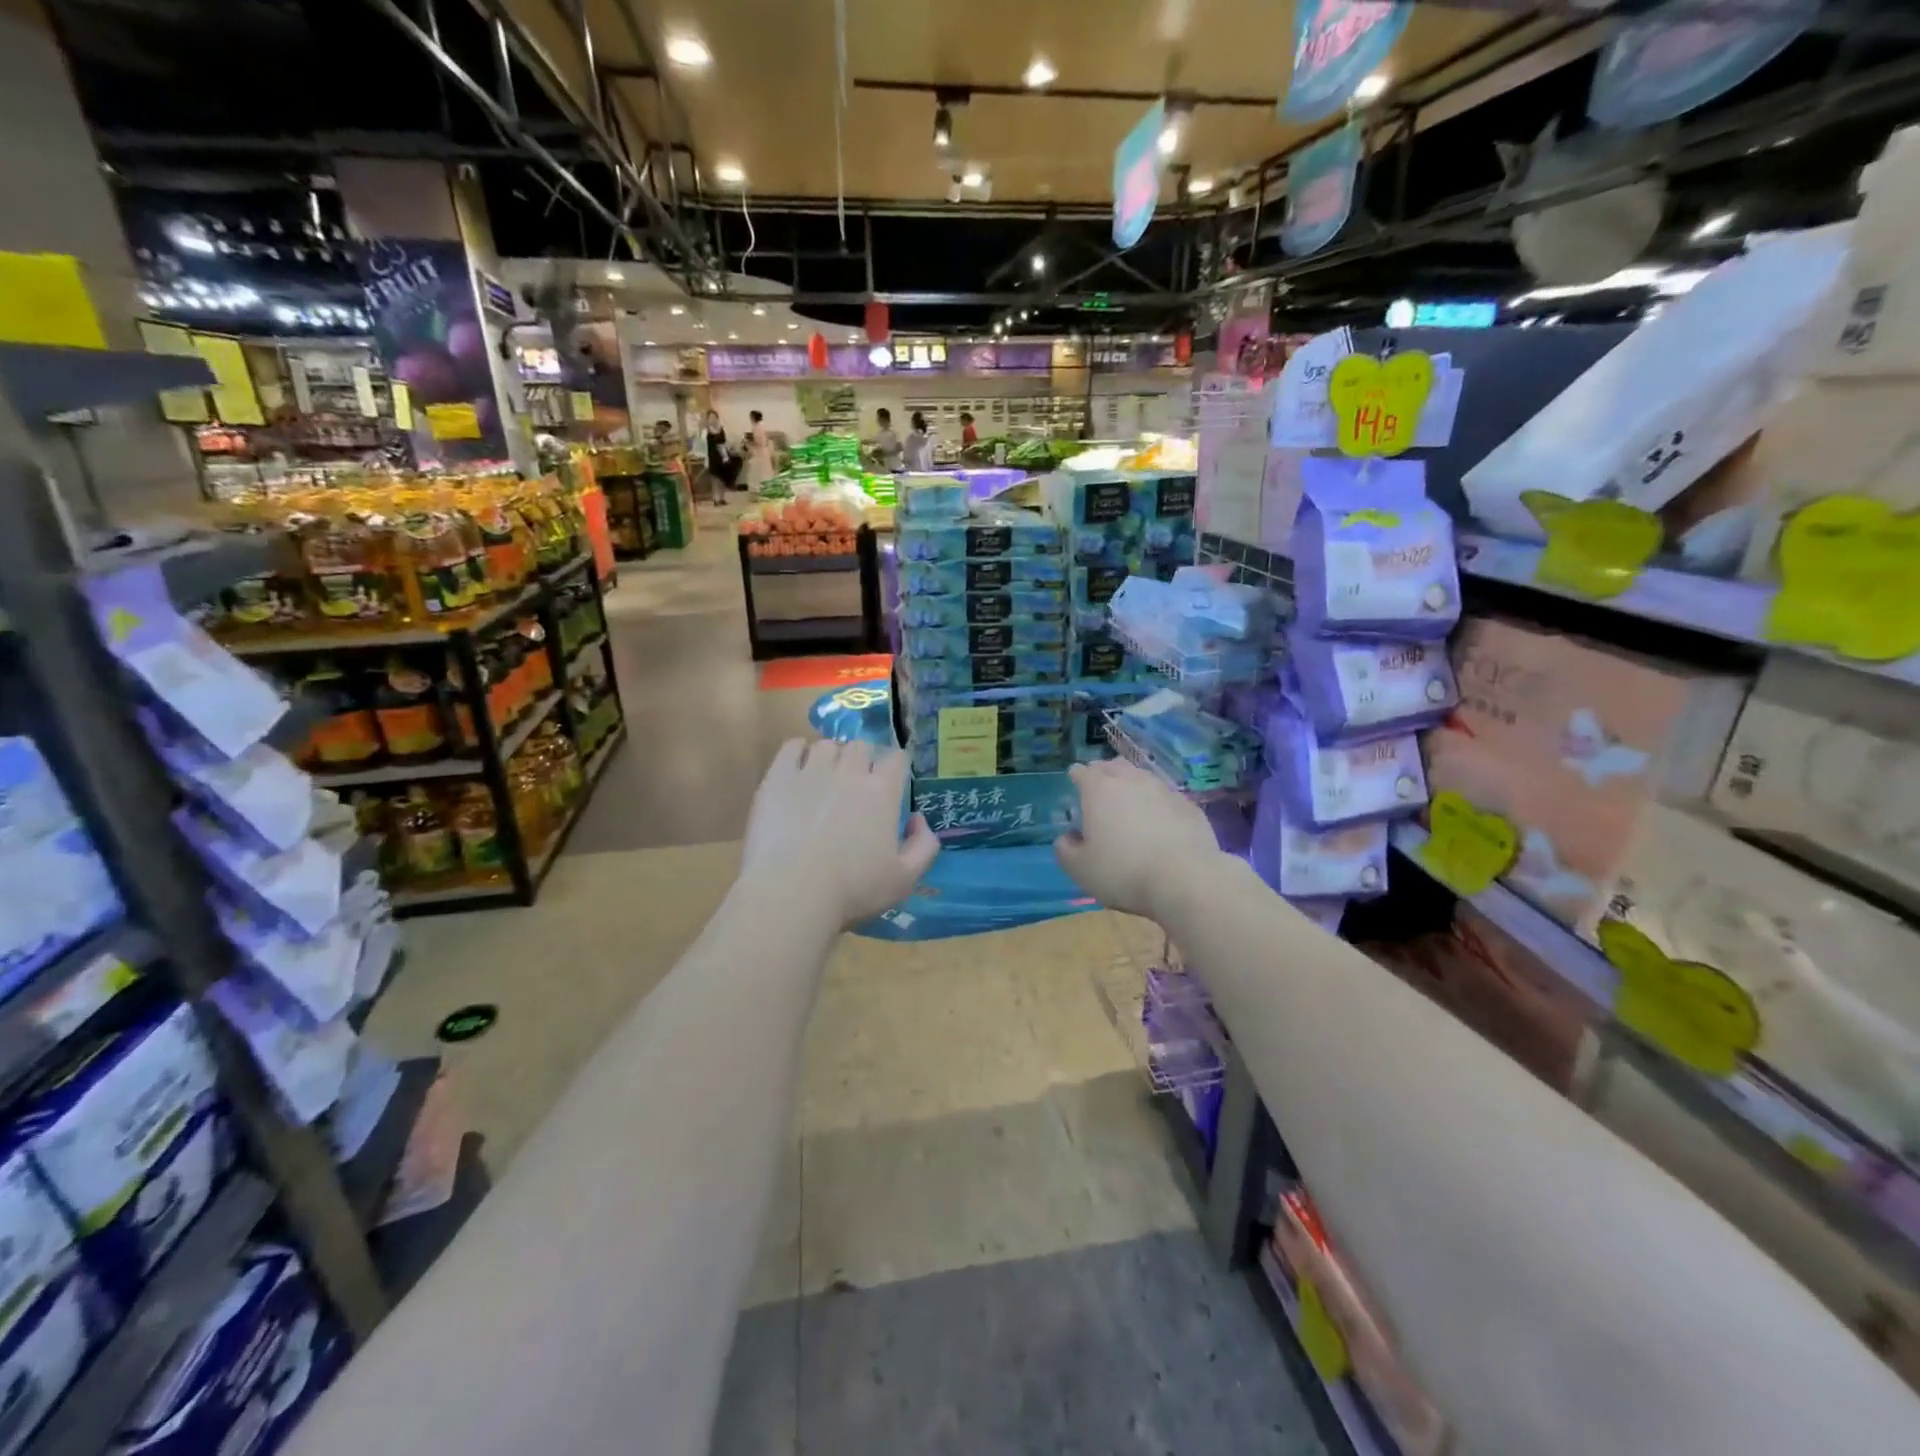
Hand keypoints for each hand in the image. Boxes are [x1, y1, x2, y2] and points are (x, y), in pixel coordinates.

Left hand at [741, 739, 939, 927]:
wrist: (792, 893)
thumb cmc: (852, 890)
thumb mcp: (905, 879)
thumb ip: (924, 846)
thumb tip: (918, 819)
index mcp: (882, 792)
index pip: (896, 758)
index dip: (895, 768)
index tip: (890, 784)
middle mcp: (849, 771)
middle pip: (861, 746)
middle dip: (862, 760)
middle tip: (855, 786)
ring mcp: (811, 770)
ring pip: (826, 745)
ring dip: (831, 757)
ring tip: (824, 778)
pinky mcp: (778, 777)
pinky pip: (791, 746)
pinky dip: (798, 751)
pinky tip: (798, 769)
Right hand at [1054, 759, 1222, 921]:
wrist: (1186, 879)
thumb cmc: (1123, 872)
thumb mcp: (1080, 869)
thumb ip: (1065, 850)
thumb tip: (1068, 838)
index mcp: (1099, 789)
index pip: (1082, 772)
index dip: (1076, 776)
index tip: (1074, 783)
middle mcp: (1131, 781)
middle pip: (1113, 766)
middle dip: (1104, 773)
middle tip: (1100, 788)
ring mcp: (1163, 790)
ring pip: (1142, 777)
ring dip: (1132, 785)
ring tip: (1129, 802)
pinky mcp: (1189, 805)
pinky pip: (1166, 797)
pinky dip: (1157, 804)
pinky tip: (1159, 821)